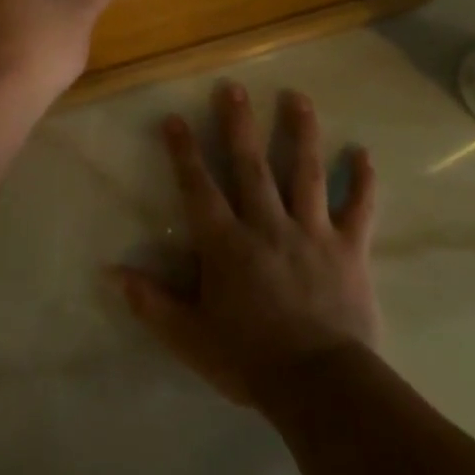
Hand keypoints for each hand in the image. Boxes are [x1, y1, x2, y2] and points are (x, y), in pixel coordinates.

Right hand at [116, 81, 379, 408]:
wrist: (320, 386)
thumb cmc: (248, 360)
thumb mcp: (188, 336)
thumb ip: (150, 302)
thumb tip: (109, 272)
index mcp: (227, 244)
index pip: (199, 188)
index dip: (184, 152)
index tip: (175, 118)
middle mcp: (267, 225)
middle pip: (251, 166)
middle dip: (239, 125)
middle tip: (233, 87)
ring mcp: (312, 232)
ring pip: (306, 173)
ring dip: (301, 133)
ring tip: (296, 97)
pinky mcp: (349, 249)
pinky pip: (358, 209)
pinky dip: (362, 181)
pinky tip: (364, 153)